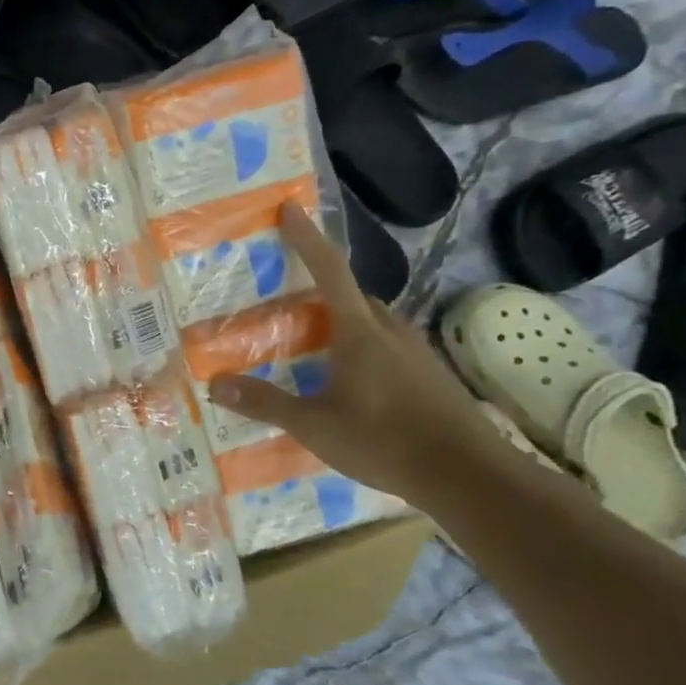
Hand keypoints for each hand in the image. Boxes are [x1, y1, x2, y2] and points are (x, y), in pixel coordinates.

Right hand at [207, 203, 502, 501]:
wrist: (469, 475)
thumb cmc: (383, 440)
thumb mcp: (313, 425)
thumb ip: (265, 403)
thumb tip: (216, 384)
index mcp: (359, 331)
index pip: (329, 271)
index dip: (307, 238)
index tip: (290, 209)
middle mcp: (390, 331)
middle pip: (352, 296)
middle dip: (320, 291)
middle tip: (286, 303)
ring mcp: (416, 353)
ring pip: (372, 323)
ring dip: (343, 323)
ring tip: (312, 345)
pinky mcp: (430, 376)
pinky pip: (388, 348)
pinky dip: (362, 350)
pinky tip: (349, 381)